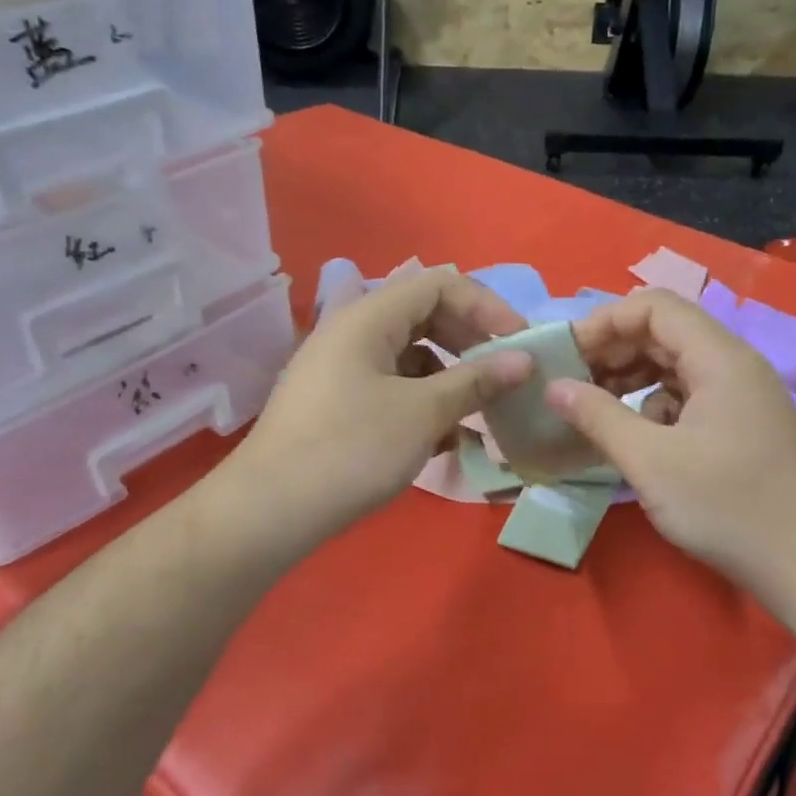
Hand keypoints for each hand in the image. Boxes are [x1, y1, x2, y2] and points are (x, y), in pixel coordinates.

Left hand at [230, 268, 532, 545]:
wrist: (271, 510)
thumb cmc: (351, 449)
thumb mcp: (423, 412)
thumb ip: (476, 381)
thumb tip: (524, 360)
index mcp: (368, 317)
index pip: (439, 285)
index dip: (486, 306)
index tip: (520, 343)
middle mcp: (352, 332)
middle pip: (425, 317)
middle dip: (471, 343)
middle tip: (504, 376)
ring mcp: (342, 370)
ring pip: (411, 358)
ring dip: (450, 380)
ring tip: (480, 416)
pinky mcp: (337, 404)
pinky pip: (392, 388)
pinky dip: (423, 404)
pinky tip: (444, 440)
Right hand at [547, 290, 795, 589]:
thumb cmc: (726, 506)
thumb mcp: (650, 461)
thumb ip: (597, 416)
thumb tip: (553, 387)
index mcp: (719, 358)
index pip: (654, 307)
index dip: (605, 321)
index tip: (566, 354)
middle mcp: (734, 365)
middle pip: (664, 333)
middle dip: (613, 351)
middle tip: (570, 382)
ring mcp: (741, 397)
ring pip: (675, 366)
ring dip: (631, 379)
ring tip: (592, 408)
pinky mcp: (741, 426)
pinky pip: (689, 397)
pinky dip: (654, 406)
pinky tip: (636, 438)